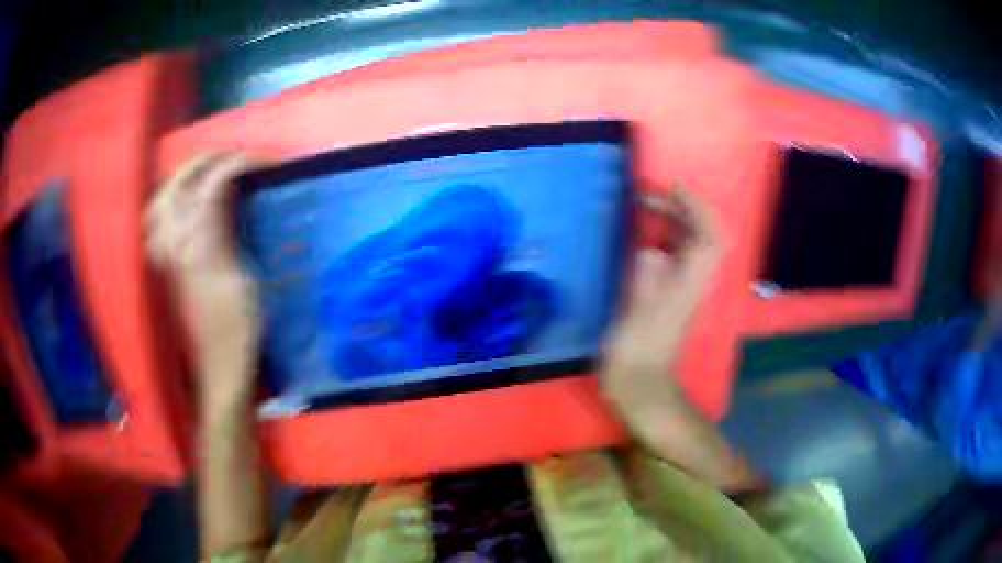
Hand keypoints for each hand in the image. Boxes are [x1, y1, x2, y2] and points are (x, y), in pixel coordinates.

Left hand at [146, 154, 261, 406]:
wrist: (221, 367)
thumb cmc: (240, 329)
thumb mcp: (242, 279)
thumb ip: (226, 232)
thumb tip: (226, 194)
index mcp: (197, 247)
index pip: (210, 186)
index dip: (236, 165)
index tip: (263, 162)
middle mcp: (175, 245)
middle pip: (176, 187)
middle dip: (203, 162)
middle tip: (231, 159)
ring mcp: (168, 256)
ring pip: (160, 204)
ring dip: (182, 181)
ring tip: (204, 177)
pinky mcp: (169, 267)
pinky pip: (158, 224)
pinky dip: (170, 205)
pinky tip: (185, 209)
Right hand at [602, 190, 760, 490]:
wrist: (643, 388)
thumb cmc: (637, 353)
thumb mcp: (636, 313)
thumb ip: (646, 276)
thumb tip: (651, 249)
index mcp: (690, 284)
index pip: (710, 237)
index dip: (697, 208)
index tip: (673, 189)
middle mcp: (694, 284)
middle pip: (702, 238)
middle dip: (681, 211)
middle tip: (649, 198)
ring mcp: (685, 292)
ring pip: (690, 249)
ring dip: (673, 225)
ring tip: (644, 212)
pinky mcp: (673, 300)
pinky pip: (677, 261)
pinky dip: (664, 243)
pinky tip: (641, 242)